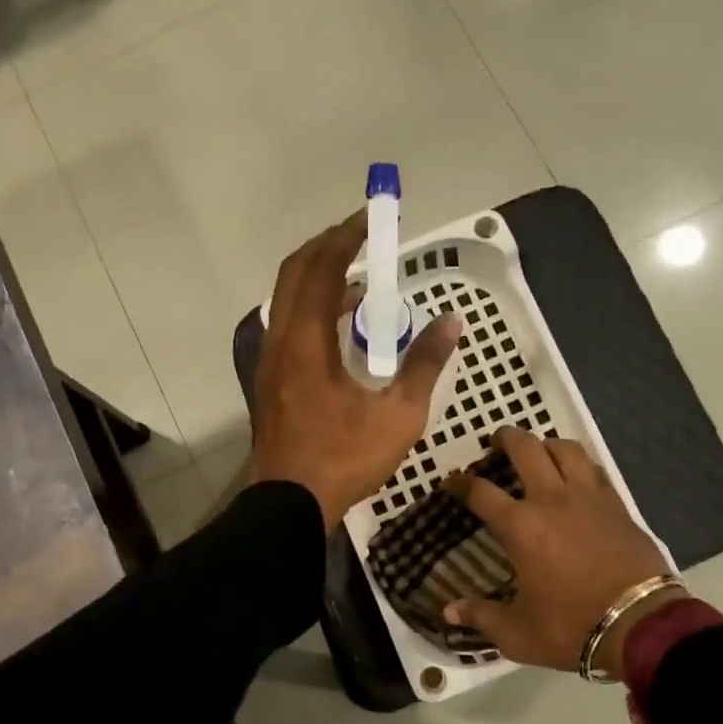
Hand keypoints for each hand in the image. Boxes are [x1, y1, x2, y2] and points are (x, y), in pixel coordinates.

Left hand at [251, 212, 460, 527]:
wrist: (290, 504)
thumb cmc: (344, 459)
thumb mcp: (398, 415)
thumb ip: (425, 364)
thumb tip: (452, 323)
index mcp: (306, 341)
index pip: (322, 270)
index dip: (345, 239)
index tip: (368, 219)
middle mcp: (280, 341)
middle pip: (294, 274)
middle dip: (326, 249)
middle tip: (359, 238)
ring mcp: (270, 362)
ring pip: (287, 300)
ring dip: (317, 280)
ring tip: (358, 281)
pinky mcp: (270, 381)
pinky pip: (288, 326)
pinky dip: (311, 310)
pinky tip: (341, 328)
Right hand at [444, 428, 682, 674]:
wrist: (641, 624)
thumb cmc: (572, 627)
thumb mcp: (518, 633)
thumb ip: (481, 617)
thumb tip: (448, 612)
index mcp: (521, 526)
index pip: (481, 492)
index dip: (461, 484)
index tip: (452, 482)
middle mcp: (551, 499)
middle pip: (525, 449)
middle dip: (505, 438)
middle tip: (496, 442)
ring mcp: (588, 497)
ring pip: (565, 448)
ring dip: (546, 444)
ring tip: (539, 451)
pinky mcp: (617, 504)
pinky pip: (594, 468)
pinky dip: (579, 463)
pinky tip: (576, 474)